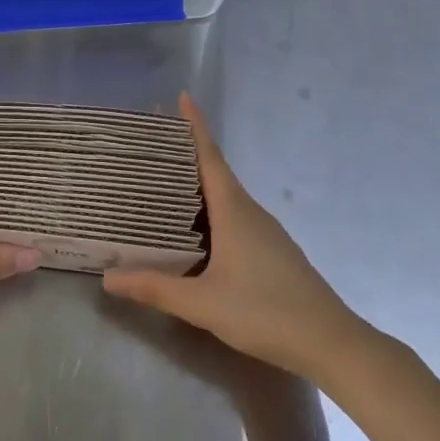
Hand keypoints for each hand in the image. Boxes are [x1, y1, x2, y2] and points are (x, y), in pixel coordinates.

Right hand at [103, 93, 361, 379]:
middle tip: (152, 143)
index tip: (181, 97)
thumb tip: (109, 278)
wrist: (331, 343)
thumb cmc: (266, 313)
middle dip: (187, 152)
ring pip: (224, 196)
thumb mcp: (204, 304)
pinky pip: (233, 216)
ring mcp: (264, 231)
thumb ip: (156, 289)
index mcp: (234, 210)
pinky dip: (209, 209)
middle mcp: (250, 211)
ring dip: (197, 183)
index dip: (195, 126)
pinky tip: (194, 229)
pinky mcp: (271, 251)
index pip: (210, 156)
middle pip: (215, 171)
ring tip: (162, 182)